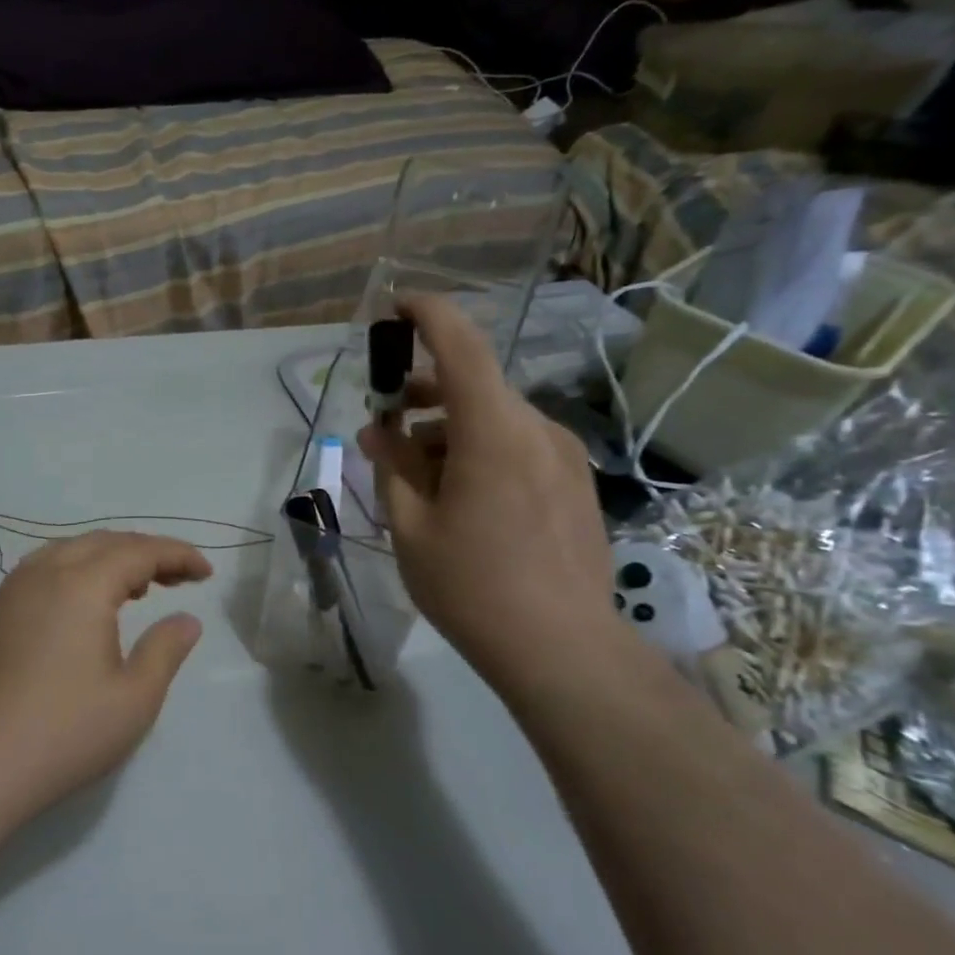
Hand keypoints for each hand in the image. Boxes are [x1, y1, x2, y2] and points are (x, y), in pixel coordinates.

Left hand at [0, 531, 211, 823]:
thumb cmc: (65, 732)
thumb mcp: (134, 697)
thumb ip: (165, 649)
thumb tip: (187, 620)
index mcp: (82, 584)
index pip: (140, 551)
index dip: (177, 555)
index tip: (206, 573)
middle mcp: (45, 572)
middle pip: (105, 542)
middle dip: (147, 552)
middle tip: (180, 578)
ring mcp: (14, 590)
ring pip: (71, 551)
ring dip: (110, 558)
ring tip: (139, 587)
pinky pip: (46, 569)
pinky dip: (78, 571)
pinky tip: (87, 604)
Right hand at [356, 293, 615, 698]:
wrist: (561, 648)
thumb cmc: (471, 586)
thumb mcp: (411, 526)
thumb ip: (393, 466)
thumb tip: (379, 430)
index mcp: (493, 432)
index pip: (462, 348)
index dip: (429, 316)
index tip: (398, 305)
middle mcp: (537, 431)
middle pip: (475, 387)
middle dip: (424, 394)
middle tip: (385, 423)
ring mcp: (564, 458)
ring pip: (496, 419)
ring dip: (450, 429)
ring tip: (415, 472)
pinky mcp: (575, 484)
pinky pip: (519, 446)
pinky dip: (480, 450)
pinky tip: (459, 495)